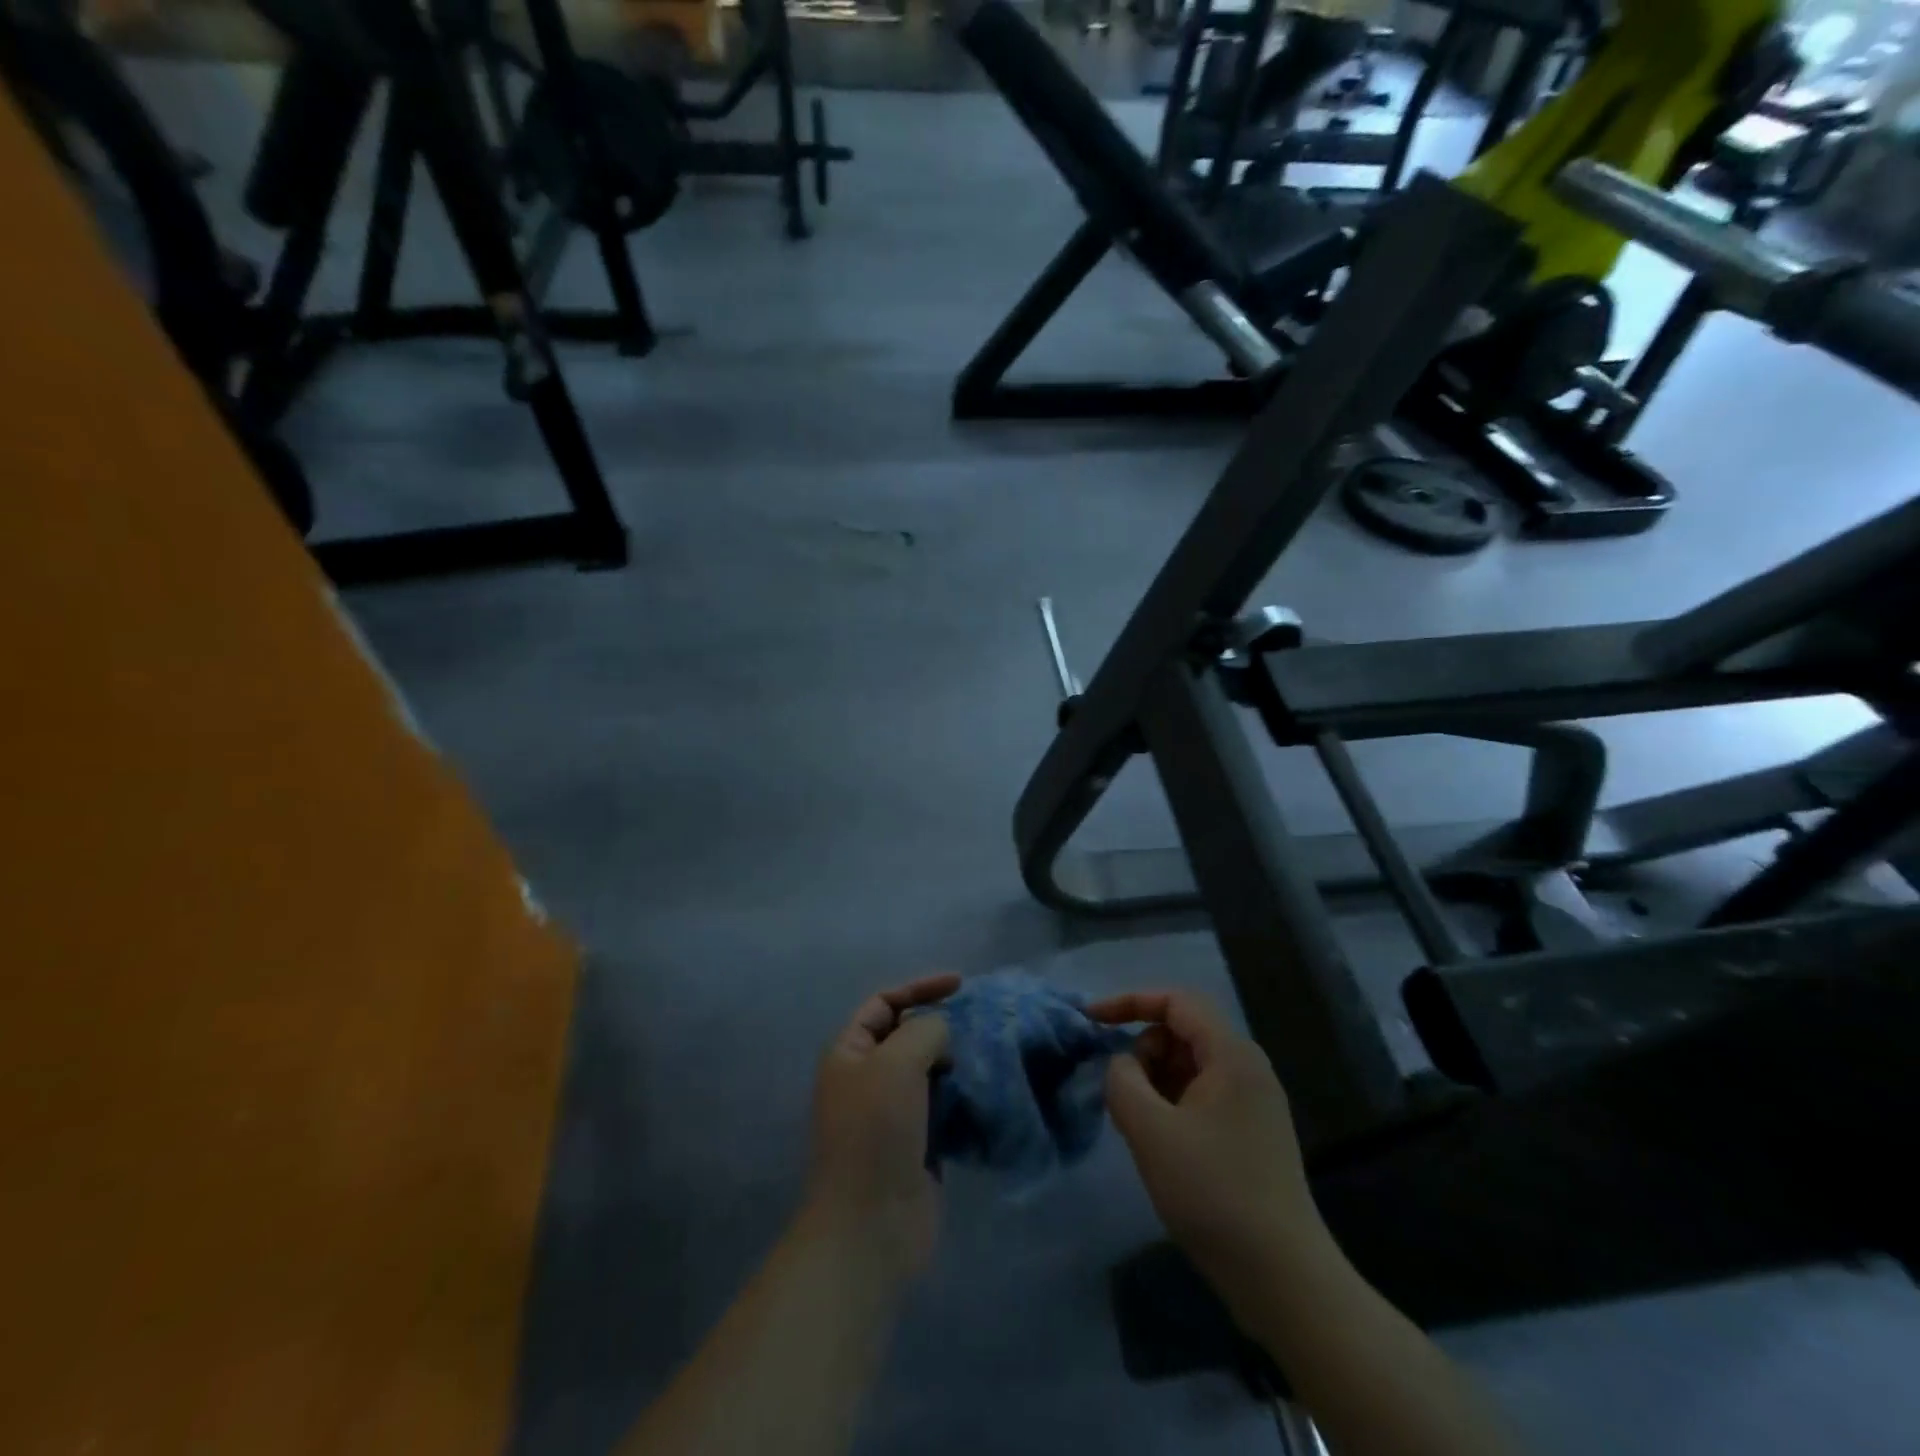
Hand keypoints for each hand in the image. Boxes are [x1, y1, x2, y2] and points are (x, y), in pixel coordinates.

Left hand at [803, 973, 958, 1285]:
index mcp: (849, 1053)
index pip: (884, 1003)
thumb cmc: (876, 1132)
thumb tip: (942, 1037)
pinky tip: (987, 1090)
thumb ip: (925, 1031)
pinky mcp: (916, 1144)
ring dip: (956, 1060)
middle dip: (941, 1024)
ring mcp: (891, 1114)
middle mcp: (867, 1078)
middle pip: (907, 1035)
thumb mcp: (896, 1062)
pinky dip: (962, 1095)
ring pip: (928, 1070)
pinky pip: (942, 1105)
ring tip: (990, 1053)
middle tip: (979, 1023)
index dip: (919, 987)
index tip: (960, 985)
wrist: (871, 1225)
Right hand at [1090, 991, 1329, 1307]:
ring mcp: (1252, 1102)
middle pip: (1183, 1031)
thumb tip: (1121, 1065)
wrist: (1284, 1280)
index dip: (1130, 1001)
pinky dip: (1172, 1104)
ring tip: (1138, 1125)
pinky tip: (1160, 1144)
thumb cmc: (1214, 1194)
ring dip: (1155, 1081)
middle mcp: (1247, 1068)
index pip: (1176, 1001)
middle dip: (1143, 1050)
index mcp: (1231, 1055)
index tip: (1091, 1020)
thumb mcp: (1151, 1131)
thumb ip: (1123, 1081)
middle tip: (1121, 1095)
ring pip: (1189, 1066)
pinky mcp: (1250, 1133)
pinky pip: (1201, 1096)